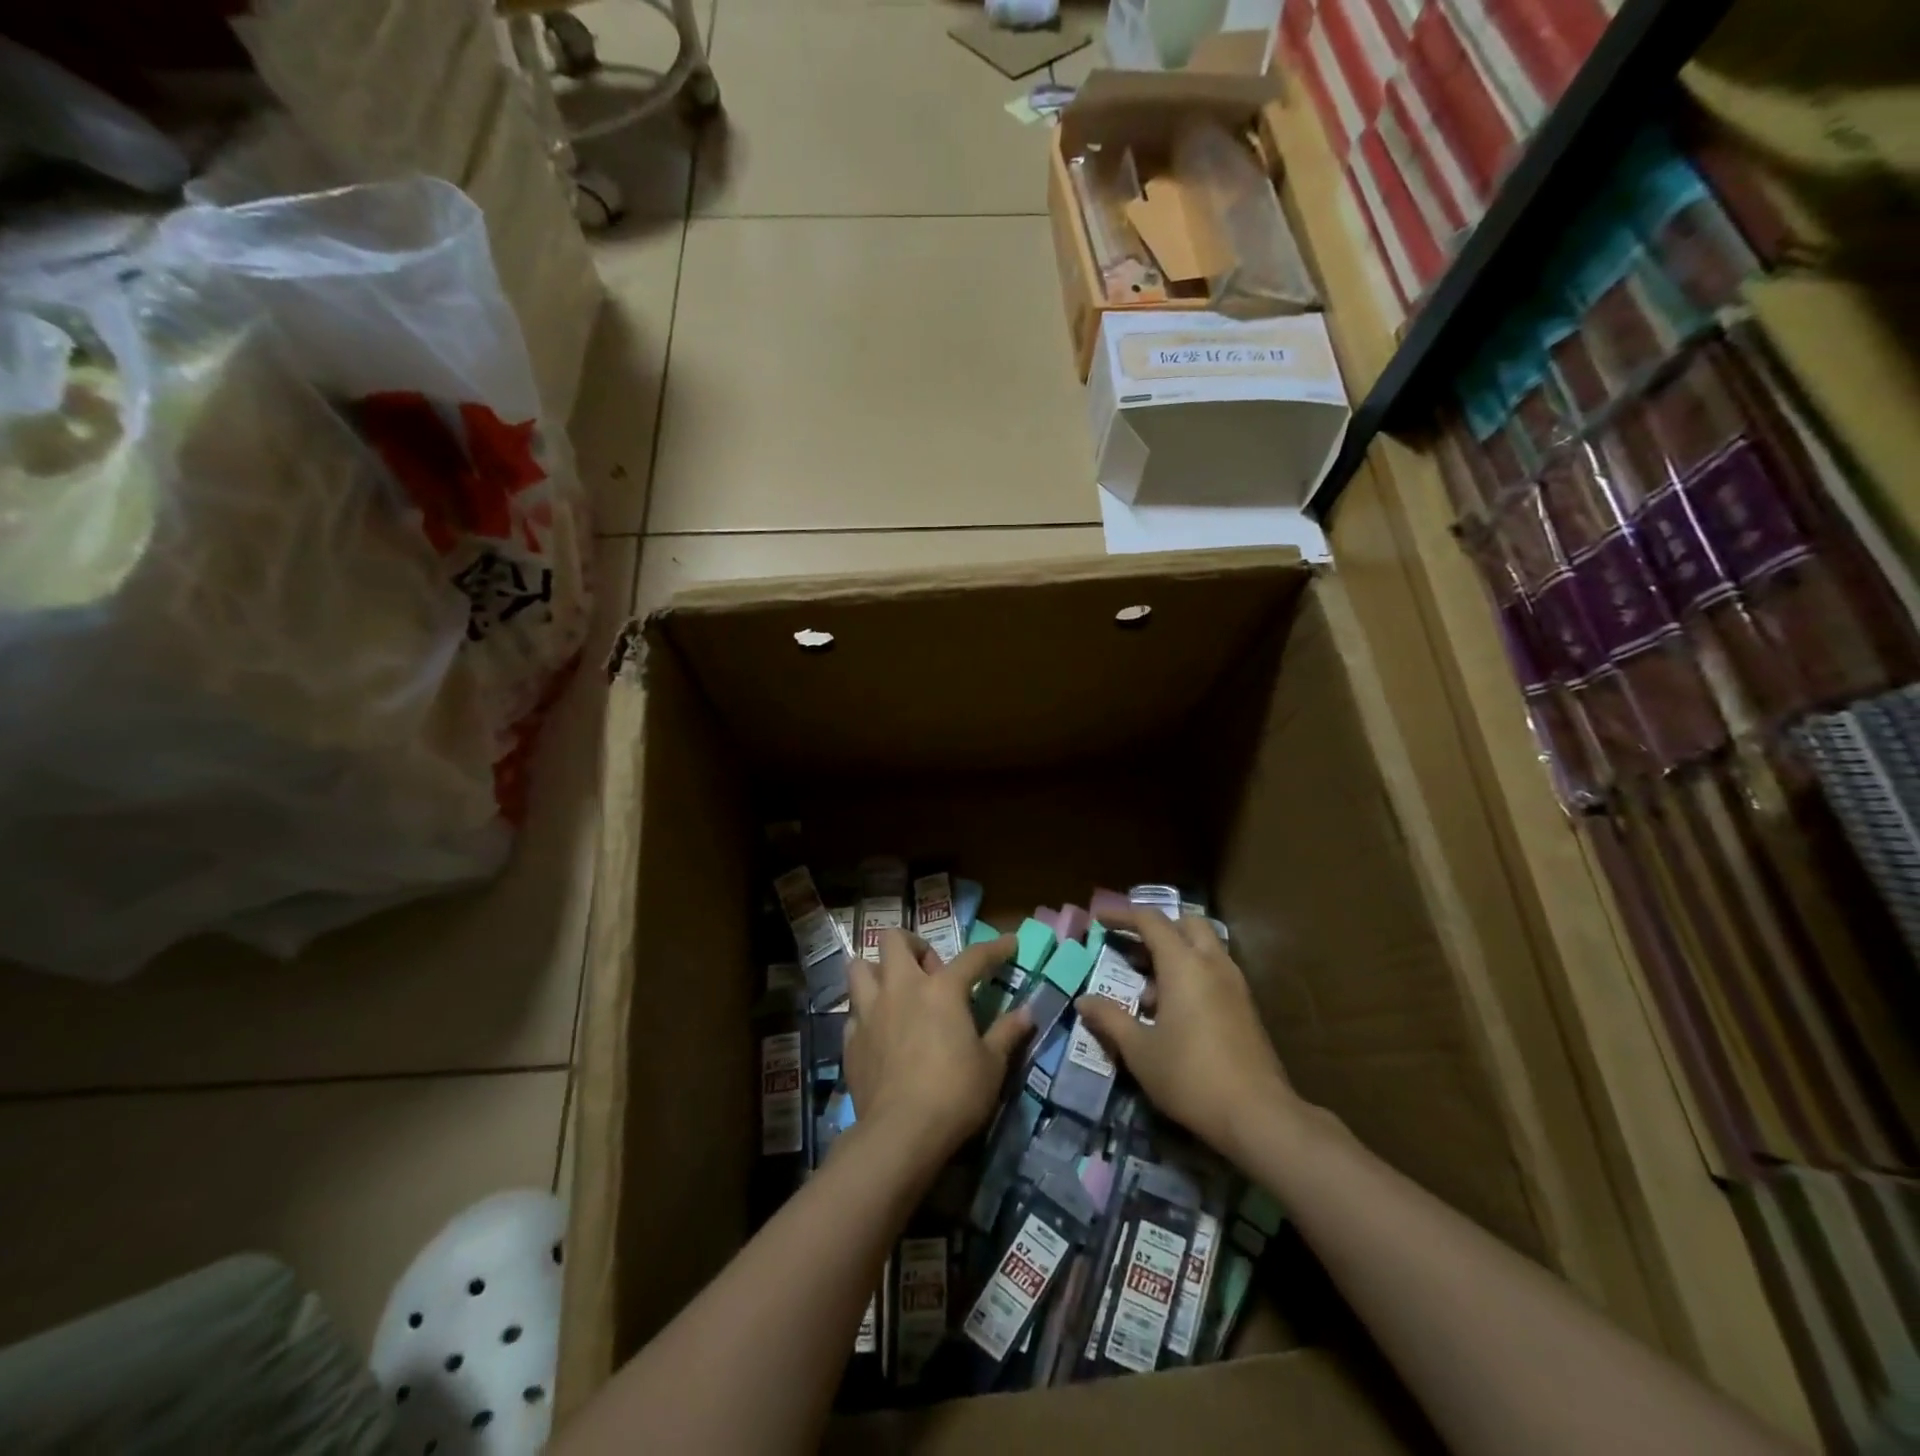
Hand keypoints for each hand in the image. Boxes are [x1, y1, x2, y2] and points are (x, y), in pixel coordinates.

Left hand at [844, 929, 1032, 1160]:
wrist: (900, 1134)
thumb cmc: (954, 1094)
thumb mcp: (992, 1065)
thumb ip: (1006, 1033)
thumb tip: (1027, 1012)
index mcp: (941, 989)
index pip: (973, 957)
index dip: (995, 948)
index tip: (1009, 942)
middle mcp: (901, 988)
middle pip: (893, 940)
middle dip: (911, 946)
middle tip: (929, 971)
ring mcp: (870, 1012)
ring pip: (859, 967)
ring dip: (877, 972)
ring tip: (894, 992)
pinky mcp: (850, 1039)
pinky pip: (854, 1011)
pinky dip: (866, 1014)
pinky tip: (880, 1032)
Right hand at [1076, 906, 1302, 1164]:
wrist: (1258, 1116)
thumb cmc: (1190, 1076)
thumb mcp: (1139, 1050)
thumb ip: (1110, 1019)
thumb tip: (1084, 1001)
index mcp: (1184, 964)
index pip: (1151, 921)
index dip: (1123, 915)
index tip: (1099, 918)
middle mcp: (1212, 964)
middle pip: (1186, 923)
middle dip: (1157, 928)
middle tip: (1131, 947)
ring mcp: (1234, 985)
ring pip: (1203, 947)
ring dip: (1175, 953)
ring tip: (1147, 988)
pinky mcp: (1245, 1007)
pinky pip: (1214, 971)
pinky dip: (1191, 974)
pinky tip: (1173, 1011)